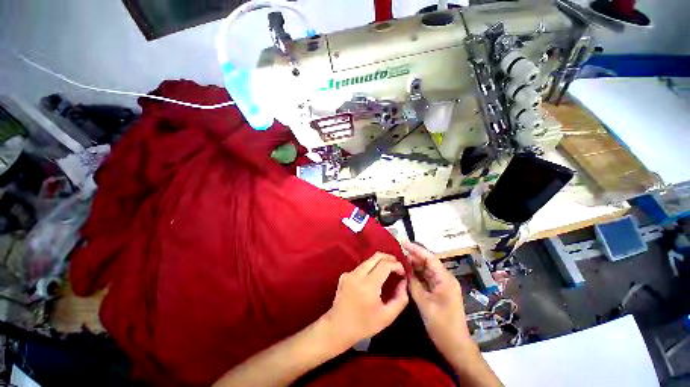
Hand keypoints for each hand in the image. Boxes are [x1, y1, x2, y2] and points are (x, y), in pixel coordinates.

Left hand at [323, 253, 407, 349]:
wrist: (337, 328)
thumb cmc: (364, 325)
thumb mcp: (387, 317)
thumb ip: (400, 299)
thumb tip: (403, 282)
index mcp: (368, 285)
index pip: (385, 264)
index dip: (397, 265)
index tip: (403, 273)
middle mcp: (358, 274)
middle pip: (376, 256)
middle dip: (389, 258)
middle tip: (397, 267)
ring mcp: (349, 273)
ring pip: (368, 260)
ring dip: (380, 262)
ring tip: (388, 272)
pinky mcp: (344, 275)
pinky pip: (360, 267)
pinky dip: (370, 268)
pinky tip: (373, 279)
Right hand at [402, 241, 471, 360]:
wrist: (455, 346)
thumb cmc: (442, 325)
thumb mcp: (424, 303)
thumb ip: (413, 284)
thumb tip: (404, 269)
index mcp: (445, 279)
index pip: (429, 258)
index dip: (416, 249)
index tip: (403, 242)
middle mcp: (444, 279)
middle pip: (428, 262)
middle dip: (413, 256)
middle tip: (397, 252)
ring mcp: (442, 285)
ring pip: (426, 270)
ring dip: (414, 265)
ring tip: (399, 260)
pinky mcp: (438, 292)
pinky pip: (426, 279)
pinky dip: (416, 275)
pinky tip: (406, 272)